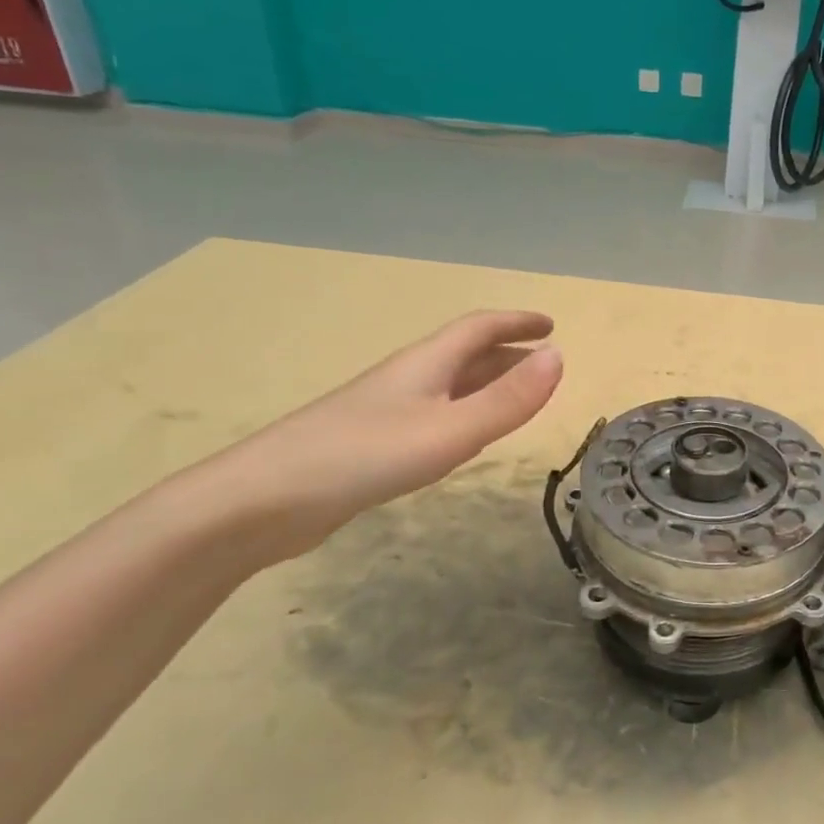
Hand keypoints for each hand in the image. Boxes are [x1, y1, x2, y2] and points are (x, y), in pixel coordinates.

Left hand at [206, 310, 562, 561]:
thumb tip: (559, 357)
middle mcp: (408, 379)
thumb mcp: (449, 430)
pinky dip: (464, 415)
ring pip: (449, 386)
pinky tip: (464, 437)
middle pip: (465, 354)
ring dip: (487, 384)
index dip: (516, 322)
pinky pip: (434, 416)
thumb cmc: (363, 456)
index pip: (479, 328)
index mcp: (426, 364)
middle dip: (508, 353)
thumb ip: (507, 400)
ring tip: (518, 397)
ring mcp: (386, 412)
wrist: (264, 501)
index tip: (551, 324)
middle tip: (545, 364)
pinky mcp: (373, 445)